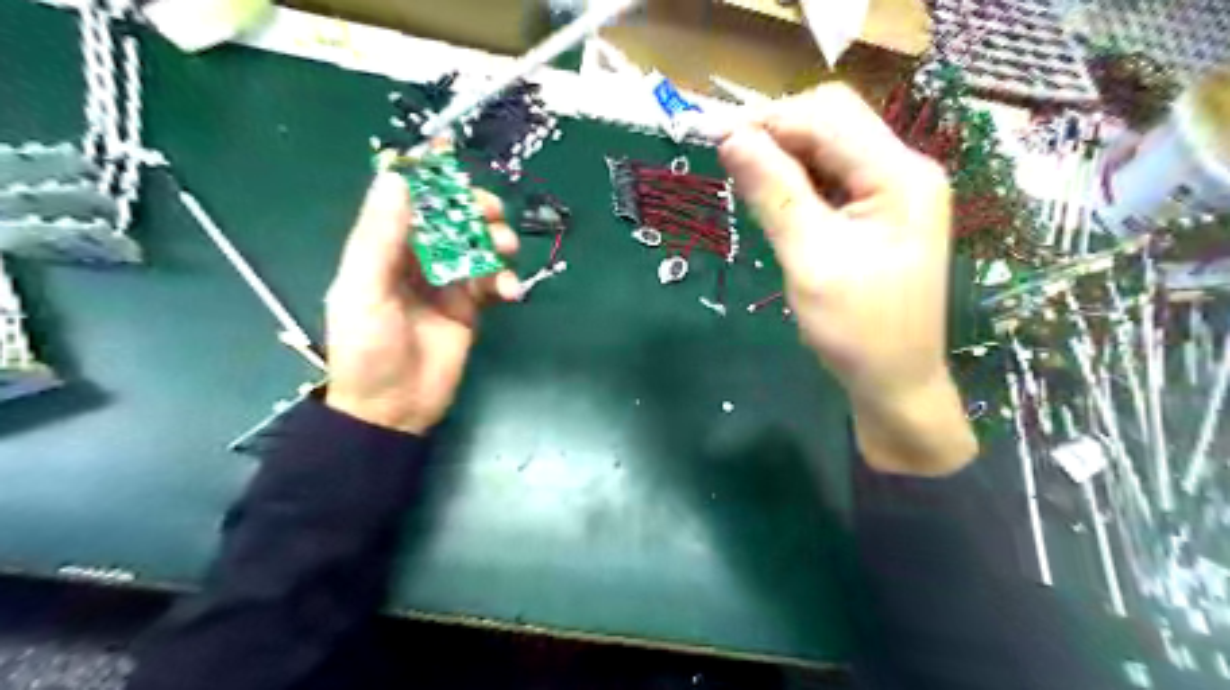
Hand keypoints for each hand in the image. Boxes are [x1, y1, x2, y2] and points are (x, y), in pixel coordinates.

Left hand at [320, 174, 516, 434]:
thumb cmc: (368, 349)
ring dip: (495, 241)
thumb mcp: (363, 290)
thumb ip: (379, 238)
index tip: (451, 157)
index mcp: (383, 249)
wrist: (394, 408)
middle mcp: (416, 259)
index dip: (427, 178)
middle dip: (473, 210)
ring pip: (477, 246)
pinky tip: (511, 291)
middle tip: (492, 212)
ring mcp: (447, 283)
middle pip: (450, 220)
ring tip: (506, 251)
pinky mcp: (471, 307)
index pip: (406, 202)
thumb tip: (397, 179)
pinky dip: (506, 280)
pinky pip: (493, 281)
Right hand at [718, 84, 975, 476]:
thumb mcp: (809, 259)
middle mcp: (905, 170)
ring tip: (749, 185)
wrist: (895, 381)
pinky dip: (800, 180)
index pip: (828, 116)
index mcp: (900, 175)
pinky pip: (835, 177)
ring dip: (786, 157)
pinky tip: (778, 201)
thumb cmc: (856, 329)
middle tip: (731, 164)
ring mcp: (896, 191)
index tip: (717, 140)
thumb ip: (773, 193)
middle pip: (834, 121)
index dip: (769, 120)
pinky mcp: (882, 212)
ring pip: (831, 148)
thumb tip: (731, 138)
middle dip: (779, 133)